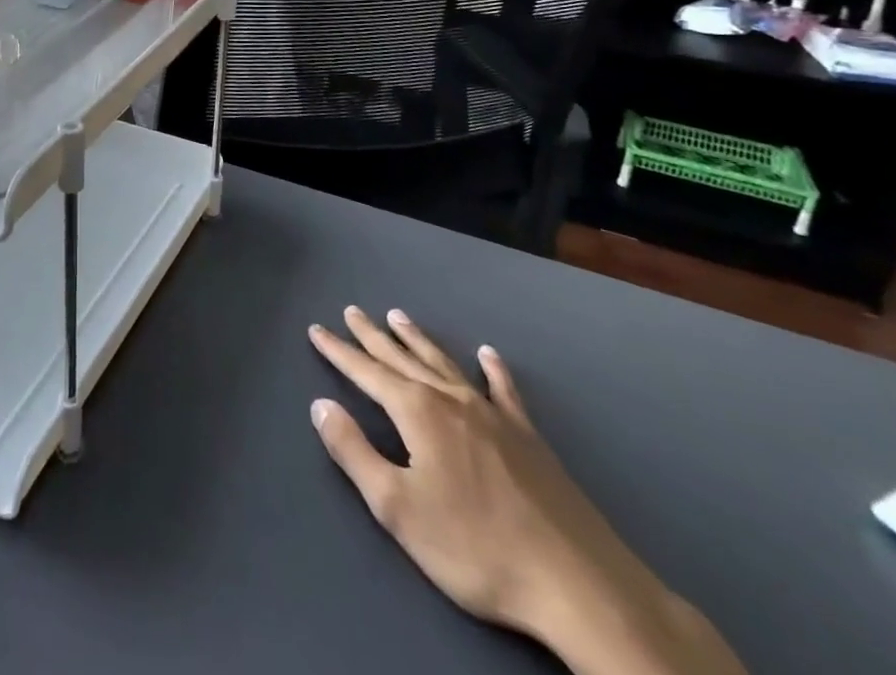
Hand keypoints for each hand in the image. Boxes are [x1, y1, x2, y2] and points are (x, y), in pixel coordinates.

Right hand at [309, 309, 744, 674]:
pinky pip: (504, 391)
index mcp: (418, 413)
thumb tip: (321, 405)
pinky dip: (493, 370)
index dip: (339, 352)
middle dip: (373, 336)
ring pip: (444, 364)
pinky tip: (488, 355)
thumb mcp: (398, 508)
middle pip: (402, 359)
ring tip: (398, 316)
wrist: (578, 585)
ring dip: (418, 340)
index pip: (367, 373)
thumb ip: (354, 452)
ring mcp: (493, 415)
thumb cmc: (476, 549)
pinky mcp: (529, 438)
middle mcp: (451, 400)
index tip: (317, 329)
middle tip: (352, 311)